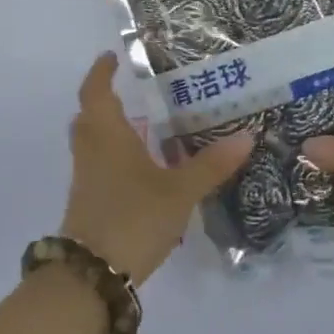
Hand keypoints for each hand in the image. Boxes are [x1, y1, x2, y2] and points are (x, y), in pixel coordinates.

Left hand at [62, 52, 252, 283]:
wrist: (93, 276)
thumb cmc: (133, 218)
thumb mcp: (179, 191)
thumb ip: (210, 165)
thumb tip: (246, 136)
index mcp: (107, 136)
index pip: (96, 93)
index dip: (101, 73)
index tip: (112, 57)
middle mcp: (91, 152)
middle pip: (89, 117)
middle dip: (106, 101)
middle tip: (133, 93)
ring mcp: (86, 180)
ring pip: (92, 144)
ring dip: (111, 130)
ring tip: (144, 128)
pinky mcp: (88, 204)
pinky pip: (99, 167)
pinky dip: (115, 158)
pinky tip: (143, 170)